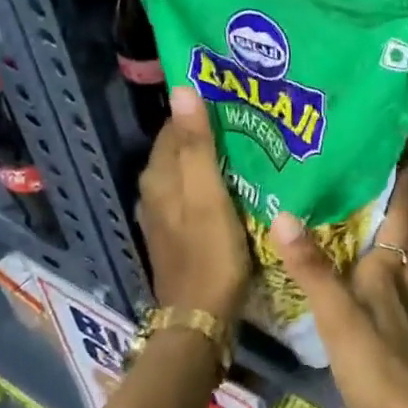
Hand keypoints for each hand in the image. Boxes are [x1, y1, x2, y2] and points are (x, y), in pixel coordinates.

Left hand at [137, 86, 250, 320]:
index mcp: (158, 176)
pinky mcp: (179, 233)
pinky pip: (195, 194)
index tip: (237, 97)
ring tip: (253, 146)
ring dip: (214, 158)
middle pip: (181, 148)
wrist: (200, 318)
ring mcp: (165, 214)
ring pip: (189, 172)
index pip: (175, 125)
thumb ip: (197, 145)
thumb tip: (182, 89)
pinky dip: (214, 183)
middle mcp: (154, 190)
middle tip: (253, 119)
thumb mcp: (208, 196)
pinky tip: (240, 185)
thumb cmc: (209, 254)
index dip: (202, 108)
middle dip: (211, 131)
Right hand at [270, 172, 407, 407]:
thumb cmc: (375, 363)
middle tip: (394, 179)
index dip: (405, 189)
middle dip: (406, 207)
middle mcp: (399, 284)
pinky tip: (367, 277)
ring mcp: (400, 311)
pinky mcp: (395, 334)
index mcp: (387, 271)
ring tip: (377, 217)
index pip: (401, 219)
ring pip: (403, 261)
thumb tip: (285, 215)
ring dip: (398, 236)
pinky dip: (384, 268)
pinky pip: (391, 286)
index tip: (407, 159)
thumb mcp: (336, 313)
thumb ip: (311, 268)